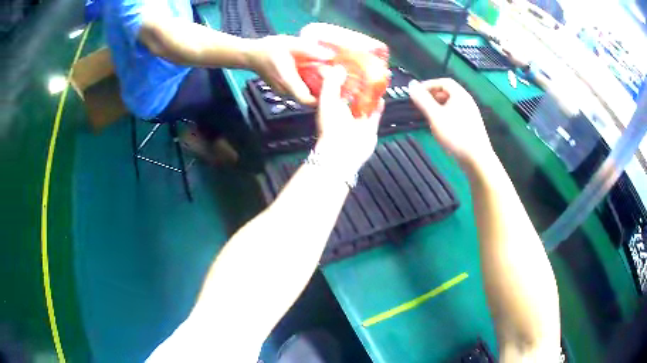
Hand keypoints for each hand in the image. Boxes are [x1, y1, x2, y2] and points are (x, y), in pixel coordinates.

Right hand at [247, 35, 332, 105]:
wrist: (250, 55)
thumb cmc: (269, 48)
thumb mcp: (291, 44)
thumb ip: (310, 49)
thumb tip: (330, 55)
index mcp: (287, 81)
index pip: (307, 99)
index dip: (322, 97)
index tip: (333, 87)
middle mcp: (285, 91)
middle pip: (308, 99)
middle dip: (322, 91)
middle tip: (334, 80)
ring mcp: (284, 92)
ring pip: (304, 95)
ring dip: (316, 87)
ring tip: (326, 75)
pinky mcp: (284, 90)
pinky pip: (299, 91)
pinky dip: (309, 85)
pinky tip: (315, 74)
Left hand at [314, 65, 383, 176]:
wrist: (344, 150)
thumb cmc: (332, 126)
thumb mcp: (327, 98)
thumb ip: (331, 82)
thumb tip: (338, 67)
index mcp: (330, 104)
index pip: (336, 87)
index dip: (341, 76)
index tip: (348, 65)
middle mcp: (344, 112)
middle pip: (353, 94)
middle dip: (359, 84)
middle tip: (366, 71)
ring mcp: (357, 120)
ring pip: (365, 103)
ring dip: (371, 93)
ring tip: (376, 81)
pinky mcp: (369, 127)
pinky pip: (375, 114)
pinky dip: (379, 106)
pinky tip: (382, 97)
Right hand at [408, 78, 494, 166]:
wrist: (477, 159)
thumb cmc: (455, 135)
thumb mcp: (435, 116)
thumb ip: (422, 99)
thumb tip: (410, 84)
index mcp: (460, 95)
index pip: (443, 82)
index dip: (428, 85)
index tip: (416, 93)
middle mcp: (467, 101)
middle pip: (448, 92)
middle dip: (433, 96)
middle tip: (421, 105)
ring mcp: (471, 114)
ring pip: (452, 104)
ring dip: (438, 107)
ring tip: (428, 116)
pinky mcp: (471, 126)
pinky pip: (456, 114)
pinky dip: (445, 115)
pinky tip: (441, 127)